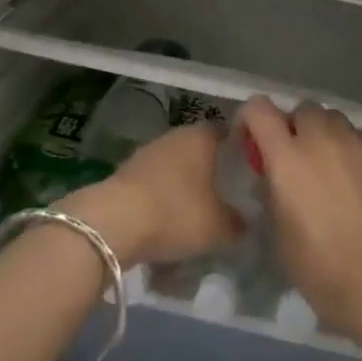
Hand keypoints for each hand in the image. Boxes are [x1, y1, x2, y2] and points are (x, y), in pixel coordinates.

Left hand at [59, 123, 240, 266]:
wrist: (113, 223)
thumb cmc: (175, 213)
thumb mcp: (219, 227)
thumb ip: (238, 223)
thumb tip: (245, 221)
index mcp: (203, 136)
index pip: (229, 133)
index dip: (240, 151)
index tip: (249, 172)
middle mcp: (176, 135)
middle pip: (201, 150)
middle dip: (211, 171)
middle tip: (224, 197)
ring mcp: (147, 152)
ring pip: (175, 167)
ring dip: (184, 186)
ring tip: (195, 214)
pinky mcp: (125, 172)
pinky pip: (154, 184)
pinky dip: (161, 199)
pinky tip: (165, 222)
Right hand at [239, 96, 361, 342]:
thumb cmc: (317, 264)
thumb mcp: (277, 231)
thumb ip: (271, 192)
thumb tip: (272, 177)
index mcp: (286, 156)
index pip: (260, 109)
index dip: (252, 118)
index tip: (253, 139)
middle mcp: (320, 139)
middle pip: (303, 109)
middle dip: (295, 126)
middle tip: (295, 156)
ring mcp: (356, 144)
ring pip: (334, 120)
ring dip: (325, 134)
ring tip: (328, 166)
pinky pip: (360, 140)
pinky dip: (351, 152)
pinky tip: (356, 183)